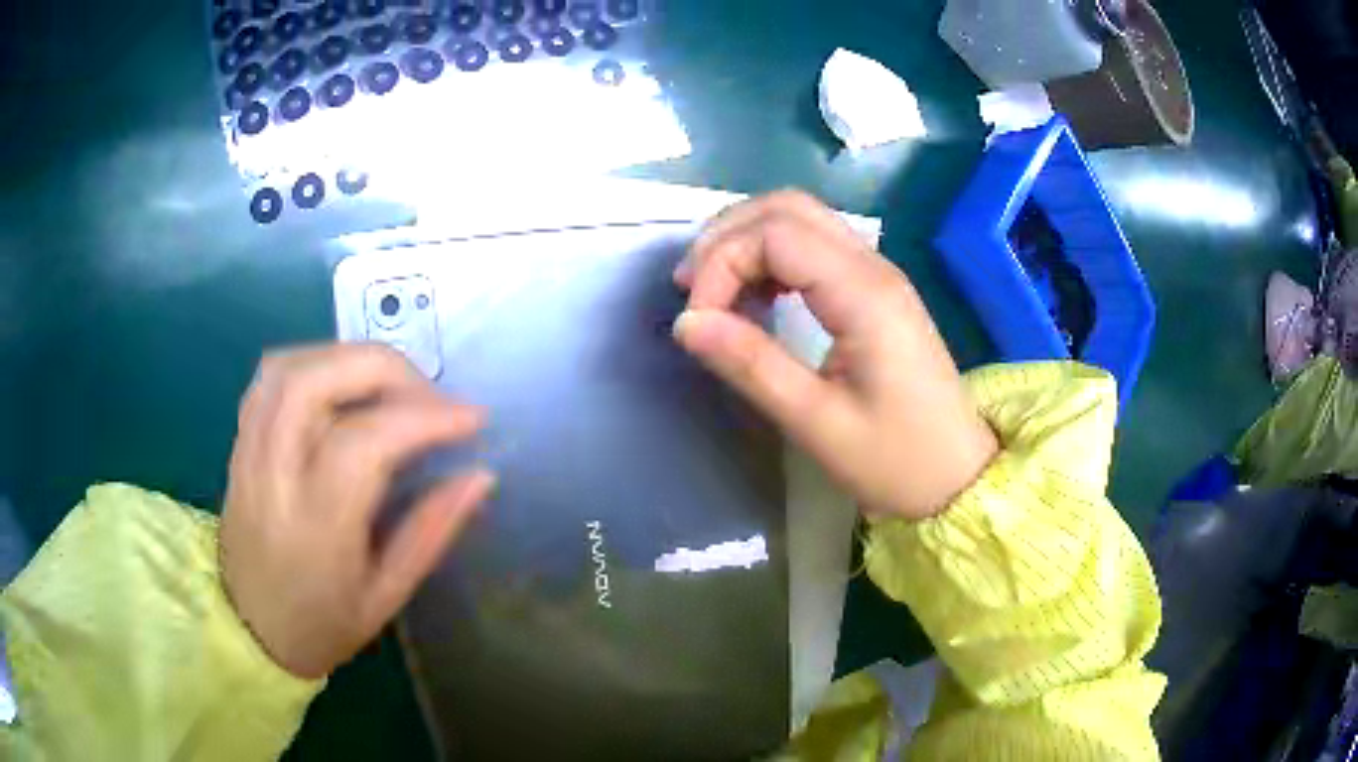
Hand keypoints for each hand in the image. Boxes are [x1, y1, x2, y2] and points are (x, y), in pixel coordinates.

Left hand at [220, 344, 494, 678]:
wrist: (249, 631)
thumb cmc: (322, 625)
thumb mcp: (387, 596)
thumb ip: (431, 532)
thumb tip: (479, 476)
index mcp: (316, 528)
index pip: (364, 442)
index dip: (422, 417)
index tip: (471, 418)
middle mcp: (273, 478)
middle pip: (314, 383)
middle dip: (384, 368)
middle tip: (428, 393)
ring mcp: (249, 454)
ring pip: (287, 369)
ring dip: (347, 358)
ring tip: (389, 384)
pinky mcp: (240, 444)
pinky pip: (269, 379)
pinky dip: (314, 364)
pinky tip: (342, 386)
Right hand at [673, 191, 997, 519]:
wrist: (957, 475)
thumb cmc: (894, 460)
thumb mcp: (816, 423)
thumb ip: (750, 365)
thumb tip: (686, 322)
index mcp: (863, 294)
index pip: (775, 235)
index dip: (722, 263)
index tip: (697, 321)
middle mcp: (872, 267)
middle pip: (787, 208)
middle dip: (728, 237)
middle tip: (692, 291)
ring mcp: (877, 274)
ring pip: (801, 219)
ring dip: (748, 242)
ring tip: (715, 293)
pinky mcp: (875, 290)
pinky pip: (815, 246)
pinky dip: (773, 257)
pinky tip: (756, 297)